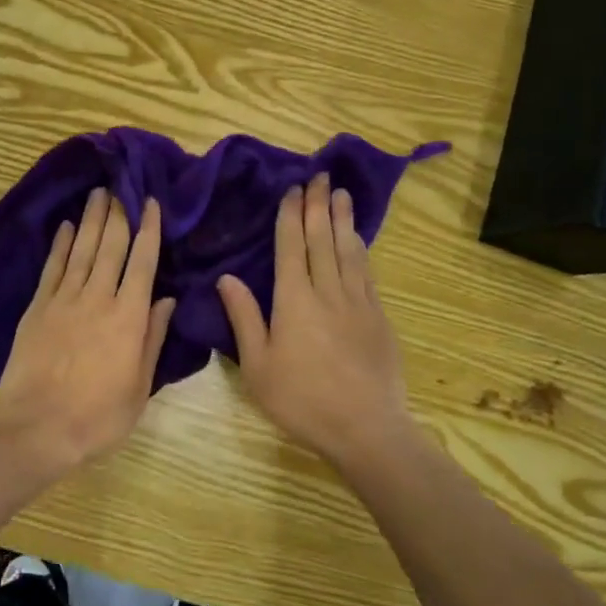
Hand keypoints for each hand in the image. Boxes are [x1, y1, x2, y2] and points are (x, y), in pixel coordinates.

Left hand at [0, 189, 175, 473]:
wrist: (37, 427)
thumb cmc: (98, 416)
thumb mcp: (139, 386)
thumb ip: (153, 339)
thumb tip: (167, 299)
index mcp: (128, 317)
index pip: (143, 262)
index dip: (148, 229)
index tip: (150, 202)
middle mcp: (98, 297)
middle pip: (111, 246)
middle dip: (118, 214)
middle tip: (121, 186)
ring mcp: (64, 299)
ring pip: (82, 249)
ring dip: (91, 219)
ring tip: (98, 193)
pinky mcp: (38, 306)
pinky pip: (53, 267)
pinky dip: (61, 244)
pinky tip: (67, 226)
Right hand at [217, 174, 414, 467]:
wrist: (367, 429)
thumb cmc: (302, 400)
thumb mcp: (257, 366)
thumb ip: (243, 317)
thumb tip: (226, 277)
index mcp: (294, 299)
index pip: (291, 246)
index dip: (292, 215)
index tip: (294, 189)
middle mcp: (327, 291)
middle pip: (322, 238)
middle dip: (319, 205)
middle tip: (320, 176)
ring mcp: (358, 302)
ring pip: (348, 250)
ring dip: (343, 219)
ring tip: (342, 194)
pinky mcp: (378, 317)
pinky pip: (366, 272)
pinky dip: (360, 249)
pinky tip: (358, 240)